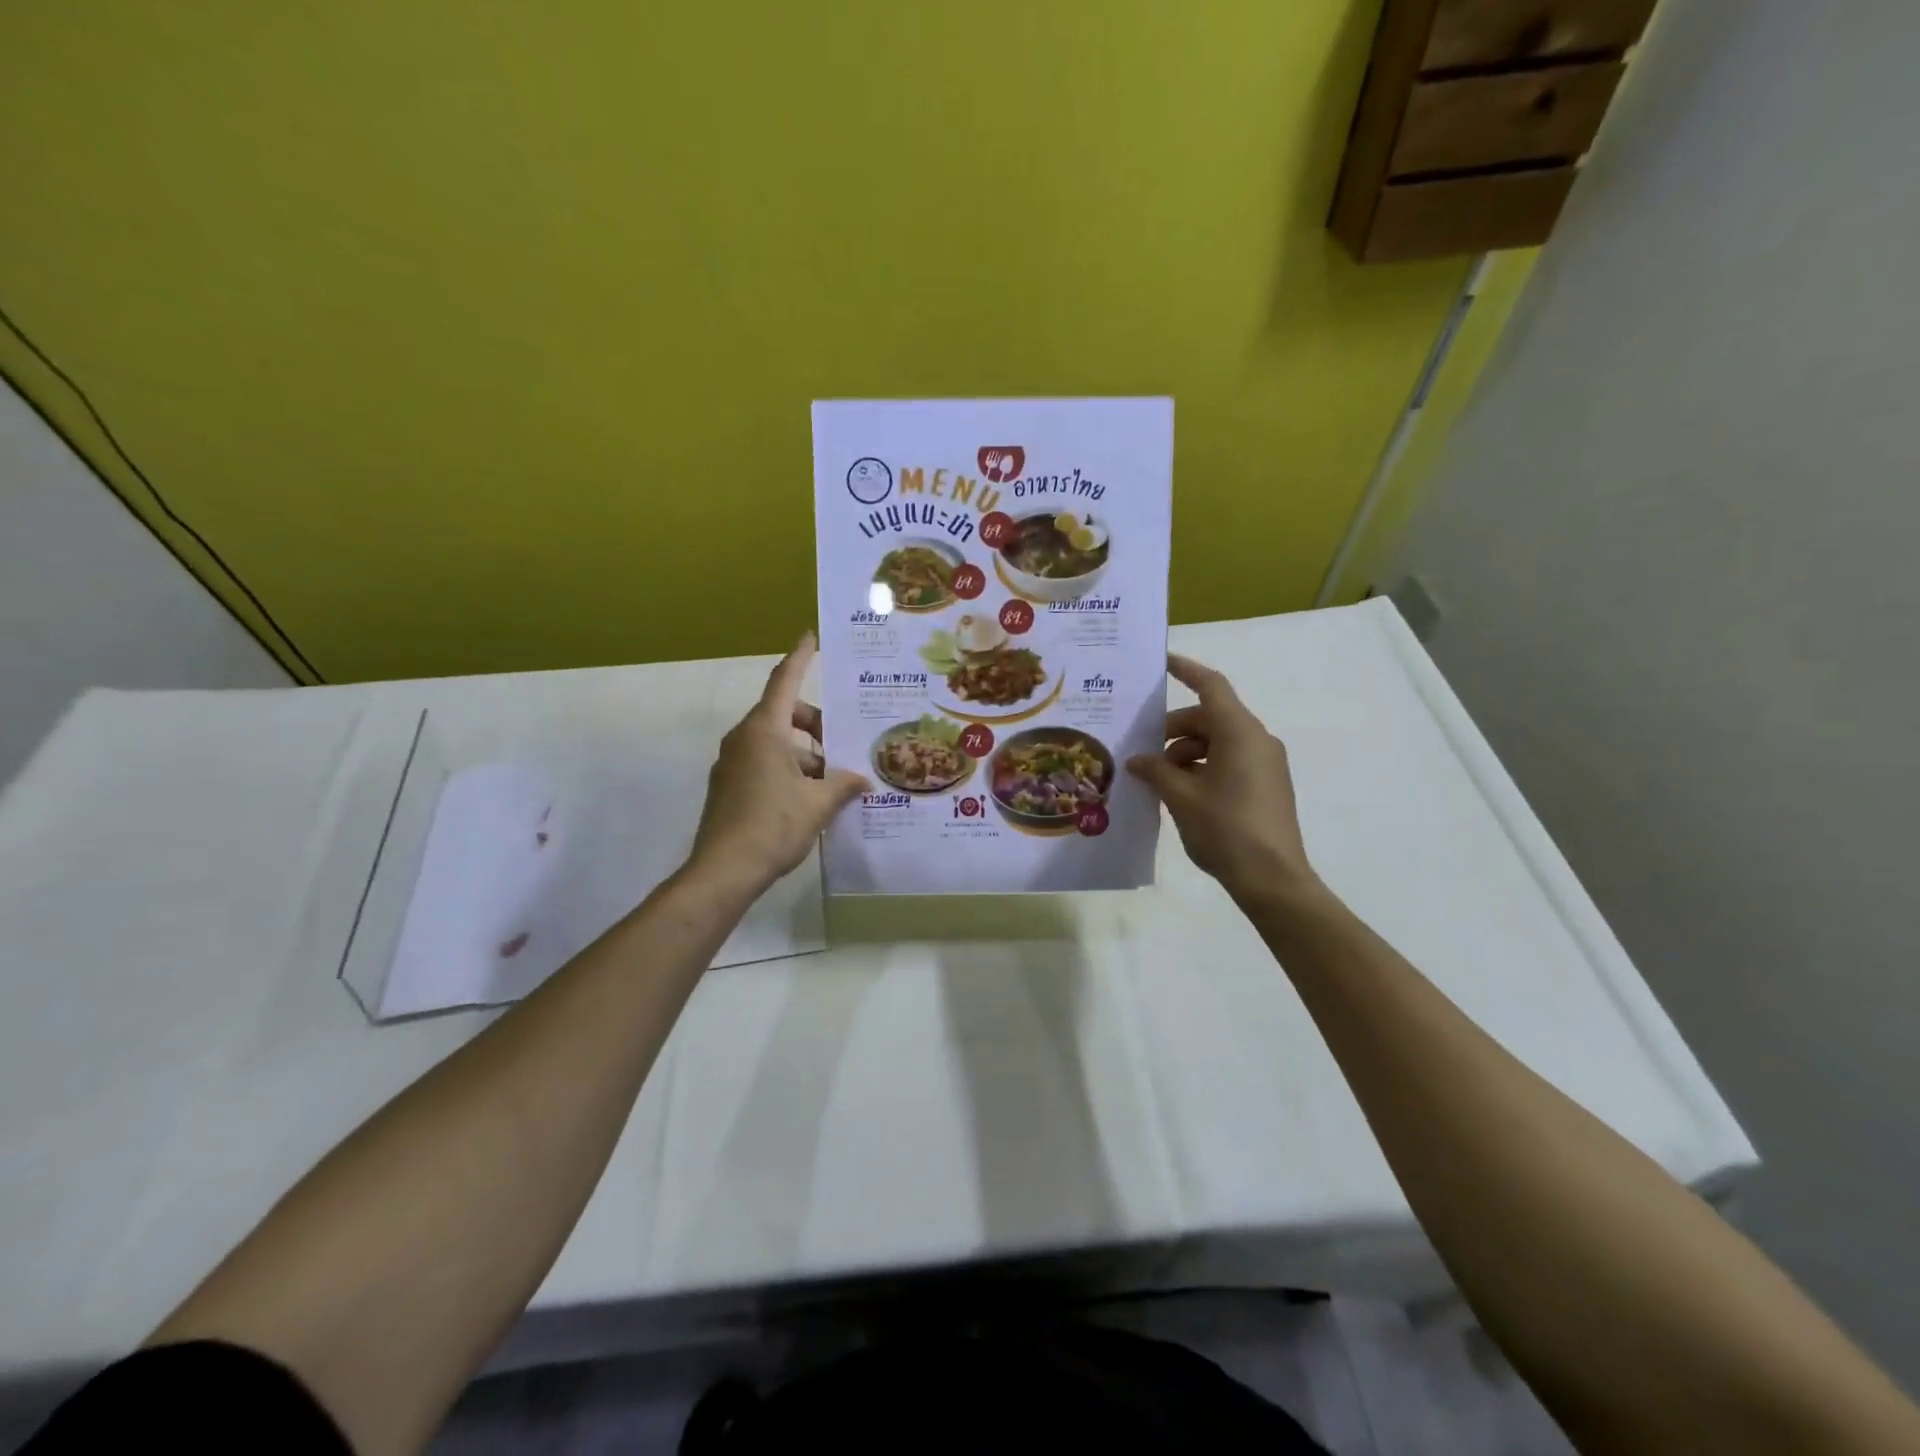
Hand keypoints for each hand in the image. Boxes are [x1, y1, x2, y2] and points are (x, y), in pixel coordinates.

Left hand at [689, 631, 868, 892]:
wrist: (724, 870)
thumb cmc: (773, 825)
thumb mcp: (818, 803)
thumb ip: (843, 785)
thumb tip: (863, 780)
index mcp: (764, 731)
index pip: (784, 681)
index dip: (800, 658)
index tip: (810, 636)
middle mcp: (744, 739)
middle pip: (783, 714)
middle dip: (815, 723)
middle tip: (842, 741)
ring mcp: (732, 762)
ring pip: (775, 742)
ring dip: (804, 752)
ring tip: (833, 779)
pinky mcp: (728, 786)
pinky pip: (763, 762)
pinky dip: (788, 768)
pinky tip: (810, 797)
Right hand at [1126, 654, 1319, 903]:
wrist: (1272, 879)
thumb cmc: (1225, 829)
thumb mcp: (1180, 797)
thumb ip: (1155, 771)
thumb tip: (1138, 760)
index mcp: (1239, 732)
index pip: (1210, 686)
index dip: (1185, 670)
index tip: (1162, 662)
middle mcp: (1257, 740)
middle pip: (1209, 718)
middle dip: (1173, 731)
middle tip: (1143, 753)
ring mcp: (1265, 764)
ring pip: (1217, 742)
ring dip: (1185, 753)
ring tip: (1158, 781)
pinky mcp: (1266, 785)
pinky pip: (1229, 761)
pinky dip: (1202, 767)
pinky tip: (1180, 794)